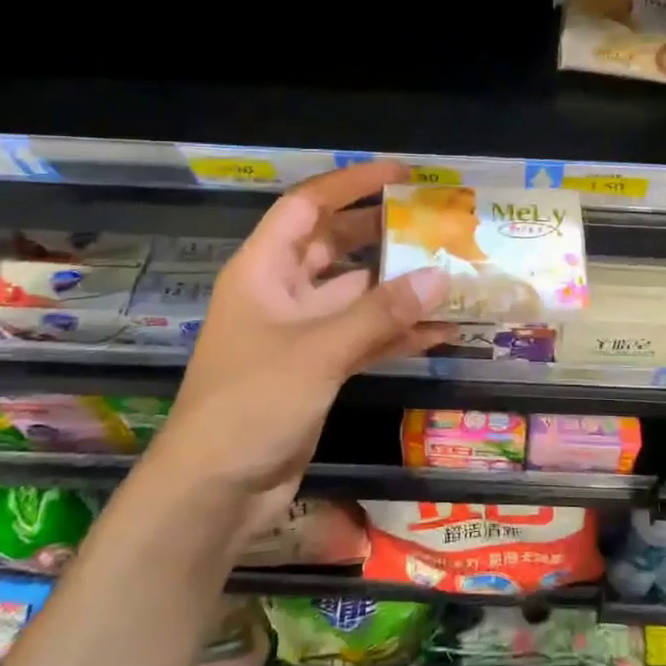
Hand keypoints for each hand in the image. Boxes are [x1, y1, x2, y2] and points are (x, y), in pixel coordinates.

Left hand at [144, 161, 449, 540]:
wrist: (215, 490)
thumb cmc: (252, 403)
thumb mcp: (319, 350)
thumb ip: (381, 312)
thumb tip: (440, 276)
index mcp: (263, 269)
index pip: (307, 206)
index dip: (352, 183)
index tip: (401, 175)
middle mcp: (282, 292)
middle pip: (335, 245)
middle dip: (382, 232)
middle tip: (435, 221)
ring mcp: (301, 331)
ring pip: (356, 294)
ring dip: (397, 287)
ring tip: (450, 272)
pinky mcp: (318, 368)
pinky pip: (363, 337)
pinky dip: (397, 333)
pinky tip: (441, 332)